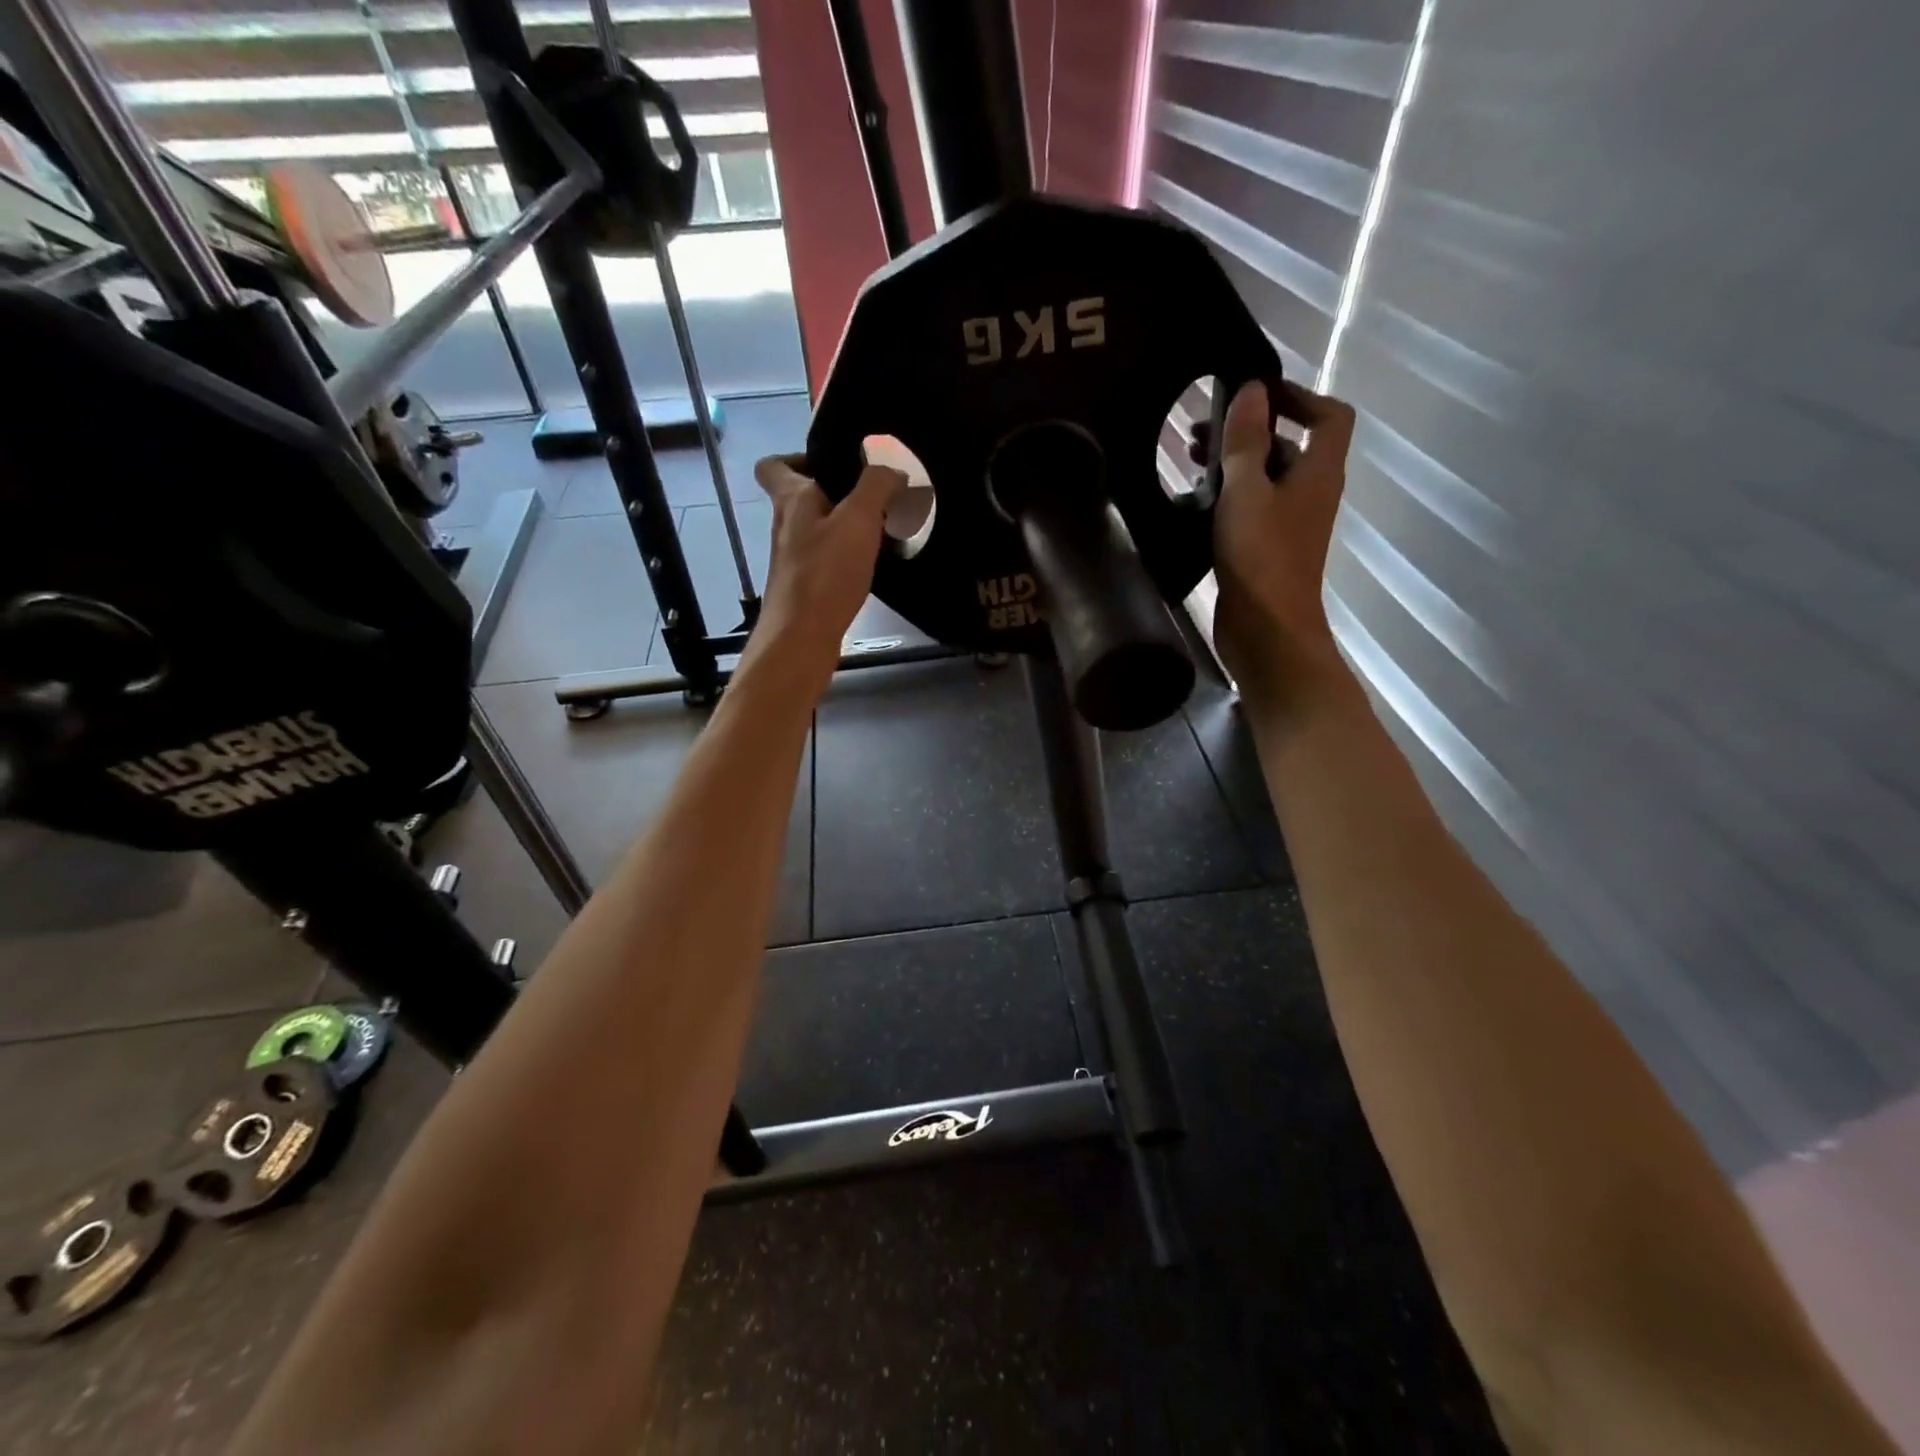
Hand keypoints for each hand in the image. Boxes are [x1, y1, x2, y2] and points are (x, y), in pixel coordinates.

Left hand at [744, 454, 902, 695]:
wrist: (802, 639)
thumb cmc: (825, 574)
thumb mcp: (858, 519)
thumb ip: (876, 486)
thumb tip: (892, 470)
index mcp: (791, 499)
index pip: (773, 464)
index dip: (797, 457)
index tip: (831, 461)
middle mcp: (785, 526)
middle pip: (801, 498)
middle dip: (833, 492)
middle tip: (870, 495)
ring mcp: (792, 559)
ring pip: (816, 530)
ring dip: (843, 526)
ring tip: (880, 528)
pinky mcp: (804, 588)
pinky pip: (825, 560)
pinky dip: (845, 556)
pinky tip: (871, 564)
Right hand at [1201, 378, 1357, 711]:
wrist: (1266, 632)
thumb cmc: (1261, 557)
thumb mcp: (1247, 491)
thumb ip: (1247, 441)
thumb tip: (1252, 389)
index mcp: (1318, 472)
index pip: (1329, 415)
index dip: (1298, 396)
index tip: (1254, 395)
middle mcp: (1310, 493)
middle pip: (1288, 446)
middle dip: (1248, 432)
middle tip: (1200, 430)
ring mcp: (1288, 524)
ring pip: (1264, 479)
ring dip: (1232, 465)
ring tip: (1188, 461)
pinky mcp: (1265, 549)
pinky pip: (1250, 509)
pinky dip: (1226, 497)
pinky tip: (1192, 501)